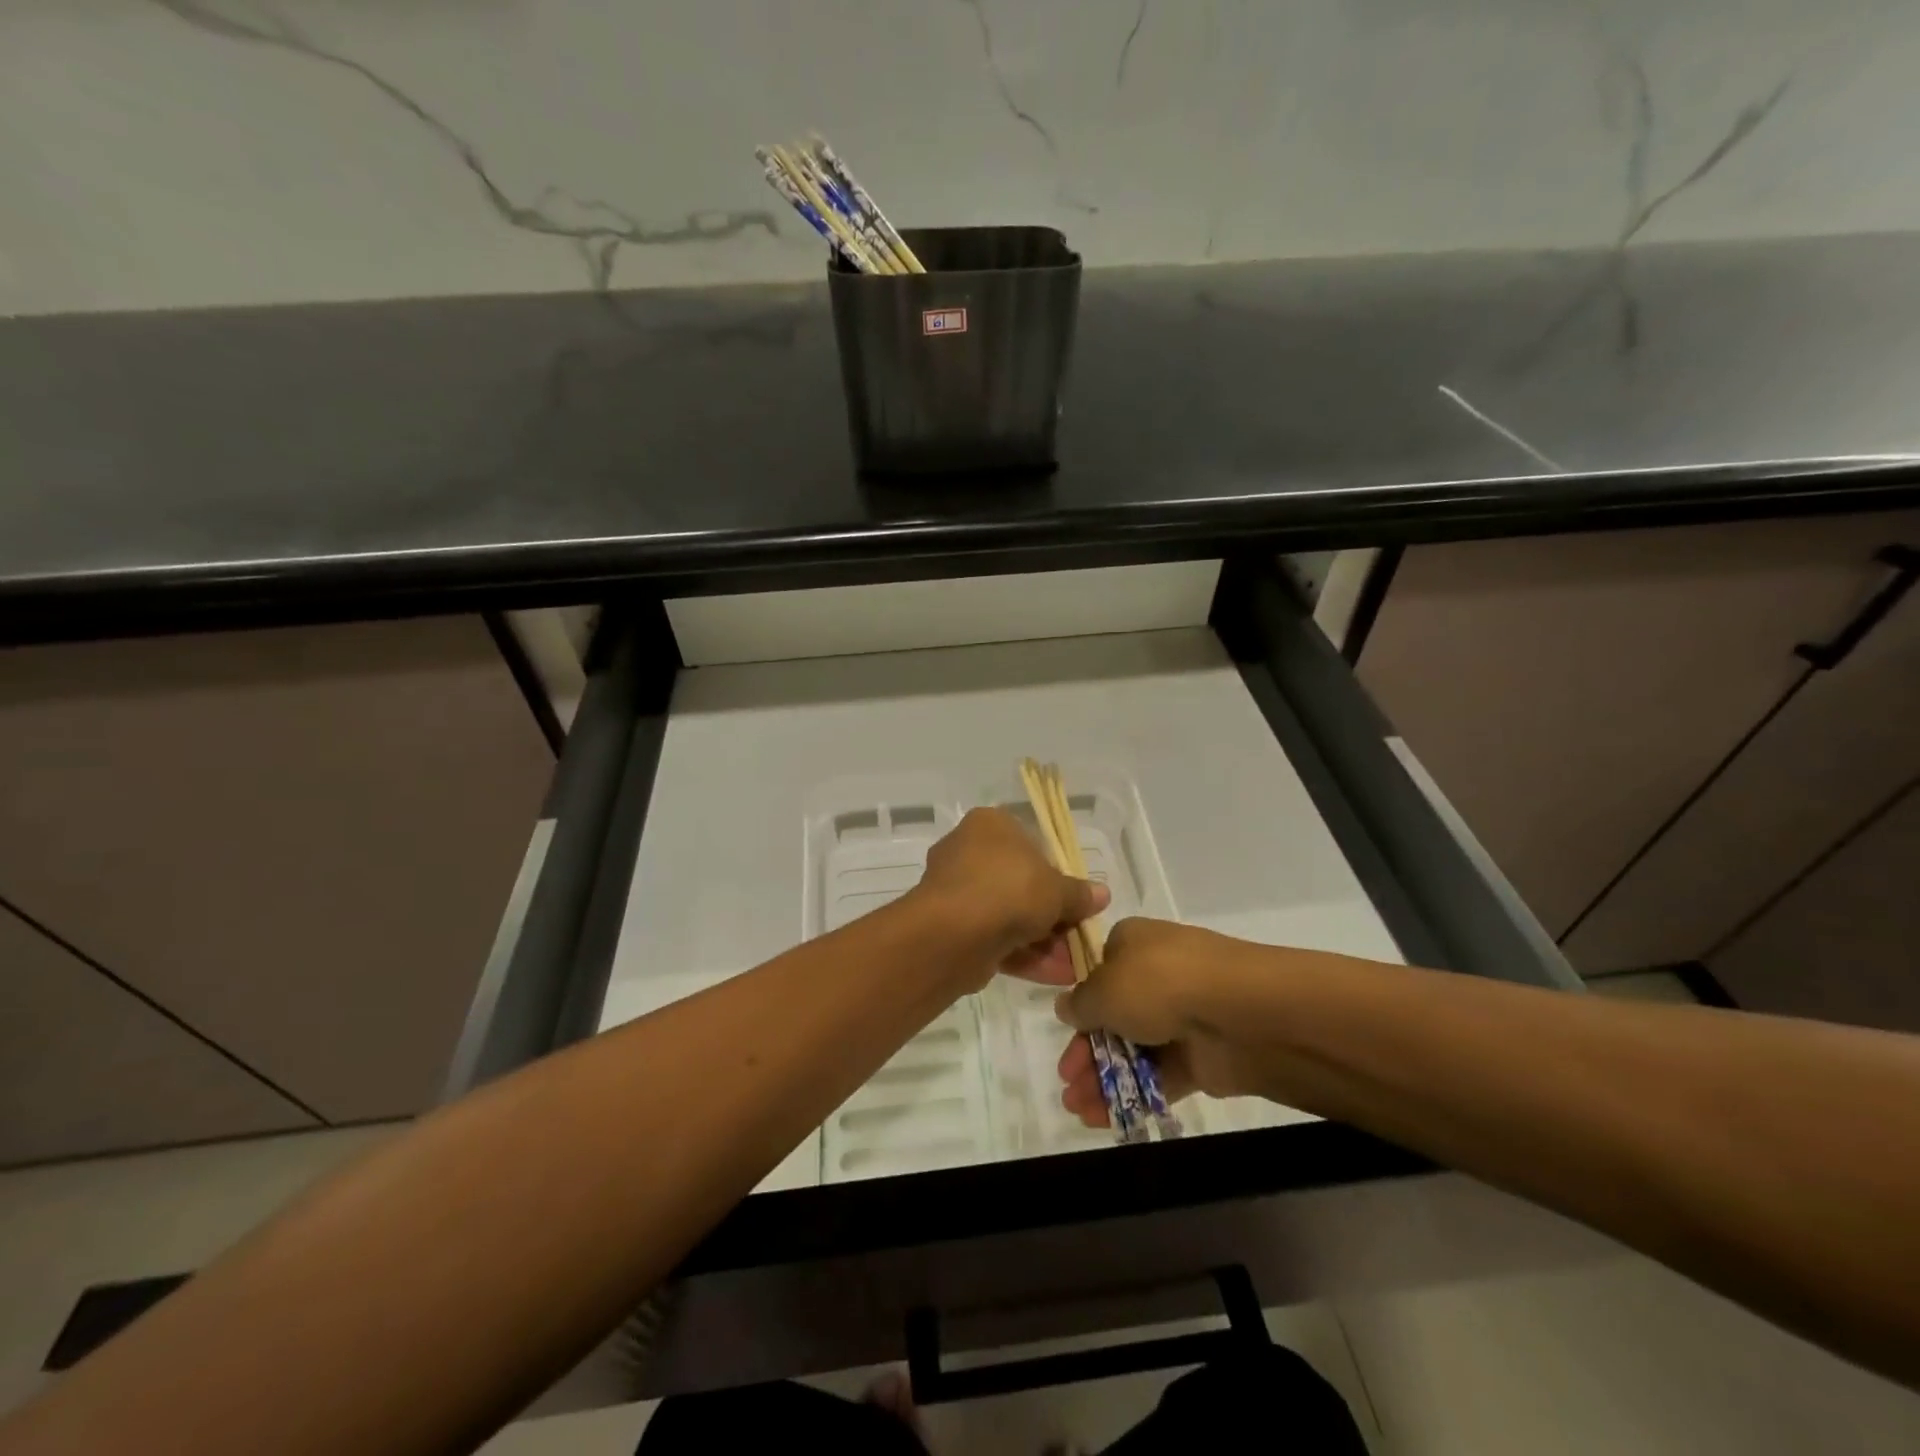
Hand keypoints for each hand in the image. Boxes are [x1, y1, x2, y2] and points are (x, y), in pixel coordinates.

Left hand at [913, 808, 1108, 987]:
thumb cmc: (1009, 889)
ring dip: (1041, 941)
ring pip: (1007, 914)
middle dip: (1050, 915)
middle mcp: (967, 851)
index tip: (1075, 899)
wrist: (954, 932)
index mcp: (990, 825)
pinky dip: (1022, 955)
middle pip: (1019, 882)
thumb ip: (1079, 894)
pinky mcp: (950, 926)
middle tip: (1078, 936)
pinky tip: (1054, 976)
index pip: (1029, 842)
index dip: (1056, 873)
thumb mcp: (1057, 890)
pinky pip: (993, 937)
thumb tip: (1102, 894)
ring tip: (1073, 967)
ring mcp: (956, 890)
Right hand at [1051, 918, 1271, 1126]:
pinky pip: (1157, 1076)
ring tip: (1076, 1108)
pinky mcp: (1199, 1057)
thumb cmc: (1159, 983)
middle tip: (1067, 1081)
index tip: (1064, 1033)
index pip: (1100, 971)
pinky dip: (1130, 1095)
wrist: (1238, 1012)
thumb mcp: (1103, 988)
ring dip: (1102, 1078)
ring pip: (1133, 1049)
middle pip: (1113, 1016)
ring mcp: (1180, 1018)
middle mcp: (1156, 976)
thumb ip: (1080, 1003)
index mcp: (1133, 944)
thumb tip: (1066, 1006)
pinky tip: (1101, 1118)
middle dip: (1086, 1050)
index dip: (1080, 1004)